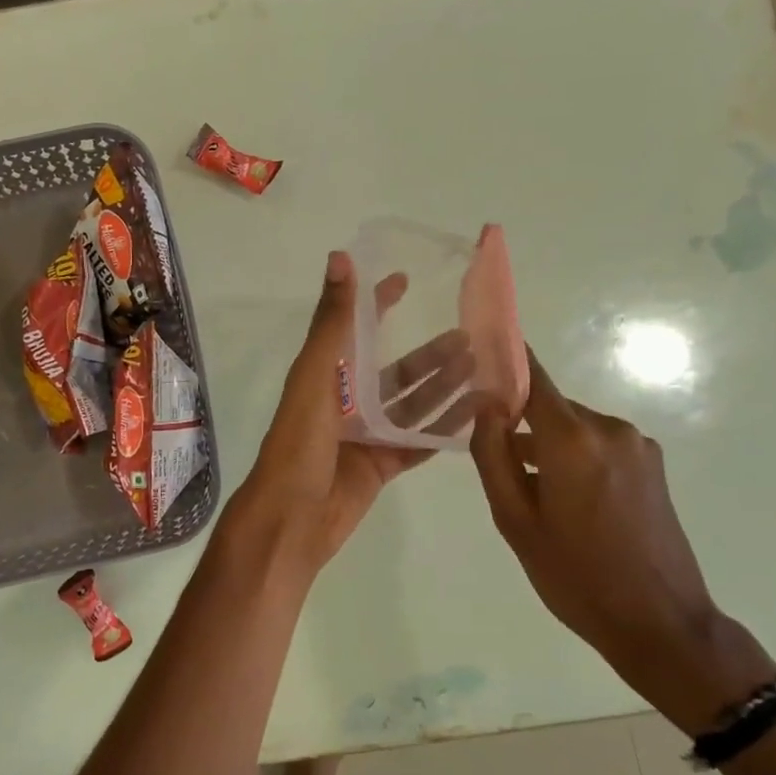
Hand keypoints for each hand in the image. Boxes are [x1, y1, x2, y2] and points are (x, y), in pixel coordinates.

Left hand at [233, 252, 460, 581]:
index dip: (377, 303)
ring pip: (412, 405)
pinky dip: (445, 430)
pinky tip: (477, 416)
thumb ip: (332, 321)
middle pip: (396, 372)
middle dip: (430, 354)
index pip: (355, 330)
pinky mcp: (380, 466)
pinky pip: (418, 442)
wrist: (293, 517)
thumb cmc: (300, 442)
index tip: (407, 279)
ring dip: (444, 387)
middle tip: (472, 336)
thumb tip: (340, 257)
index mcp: (326, 376)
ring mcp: (365, 436)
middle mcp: (346, 402)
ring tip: (482, 369)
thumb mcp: (315, 375)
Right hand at [469, 351, 775, 731]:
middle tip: (496, 463)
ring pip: (574, 428)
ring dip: (549, 446)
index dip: (504, 362)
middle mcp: (609, 428)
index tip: (477, 359)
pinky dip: (575, 458)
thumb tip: (482, 403)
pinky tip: (568, 502)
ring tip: (533, 495)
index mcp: (573, 438)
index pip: (533, 376)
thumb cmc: (574, 574)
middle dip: (521, 423)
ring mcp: (638, 445)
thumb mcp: (514, 519)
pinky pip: (598, 445)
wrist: (660, 622)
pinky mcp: (653, 465)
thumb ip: (492, 454)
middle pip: (551, 407)